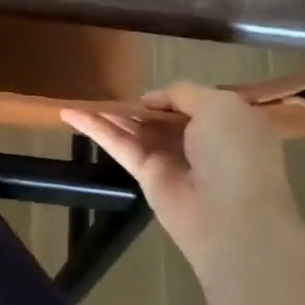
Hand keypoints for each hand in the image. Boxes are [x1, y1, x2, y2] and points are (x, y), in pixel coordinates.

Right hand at [63, 83, 299, 272]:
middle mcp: (199, 141)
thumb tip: (150, 101)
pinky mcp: (146, 175)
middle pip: (160, 116)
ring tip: (79, 97)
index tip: (151, 91)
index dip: (171, 95)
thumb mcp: (219, 105)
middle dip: (137, 104)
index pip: (193, 103)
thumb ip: (181, 93)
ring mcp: (171, 159)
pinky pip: (119, 145)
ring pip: (135, 129)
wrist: (231, 215)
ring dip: (110, 113)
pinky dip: (95, 128)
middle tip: (107, 89)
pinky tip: (70, 114)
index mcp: (226, 124)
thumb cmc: (233, 152)